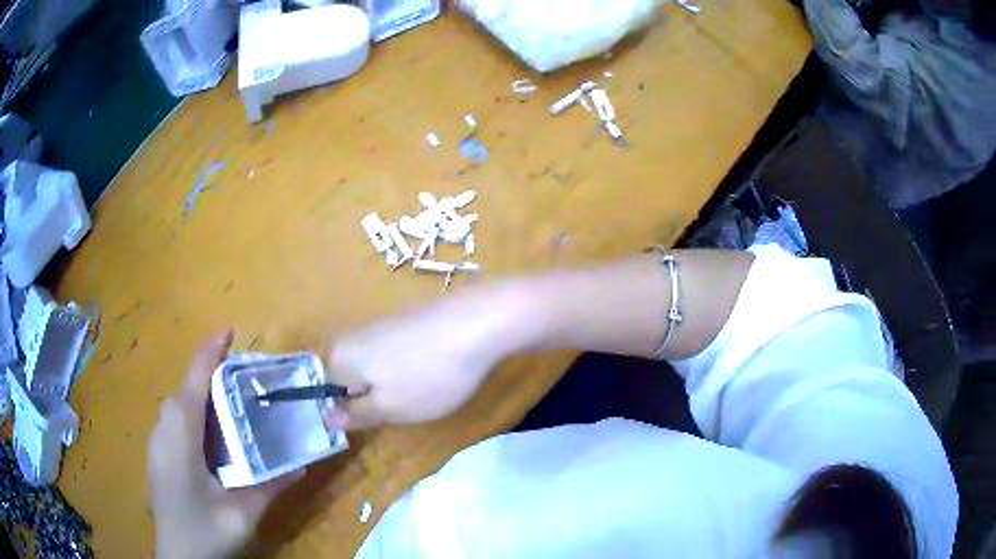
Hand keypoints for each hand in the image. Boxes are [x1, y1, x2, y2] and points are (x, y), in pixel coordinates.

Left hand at [148, 331, 302, 558]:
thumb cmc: (206, 531)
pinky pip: (173, 421)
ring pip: (177, 404)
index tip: (229, 329)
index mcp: (181, 437)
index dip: (209, 353)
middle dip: (208, 374)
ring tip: (229, 403)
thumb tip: (303, 465)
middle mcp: (163, 430)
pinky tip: (210, 436)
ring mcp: (156, 442)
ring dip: (200, 394)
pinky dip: (192, 413)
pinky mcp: (157, 454)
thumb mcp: (243, 513)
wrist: (178, 557)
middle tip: (242, 379)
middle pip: (184, 390)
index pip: (193, 383)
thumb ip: (271, 487)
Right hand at [327, 284, 529, 427]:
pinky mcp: (408, 319)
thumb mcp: (390, 408)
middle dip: (373, 397)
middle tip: (400, 410)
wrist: (477, 322)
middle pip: (352, 378)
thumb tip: (328, 417)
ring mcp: (382, 324)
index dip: (348, 411)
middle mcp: (354, 335)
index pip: (328, 391)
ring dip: (394, 384)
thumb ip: (357, 414)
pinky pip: (397, 353)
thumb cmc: (427, 374)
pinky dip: (411, 367)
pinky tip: (434, 371)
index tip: (375, 422)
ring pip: (376, 366)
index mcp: (340, 357)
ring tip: (422, 391)